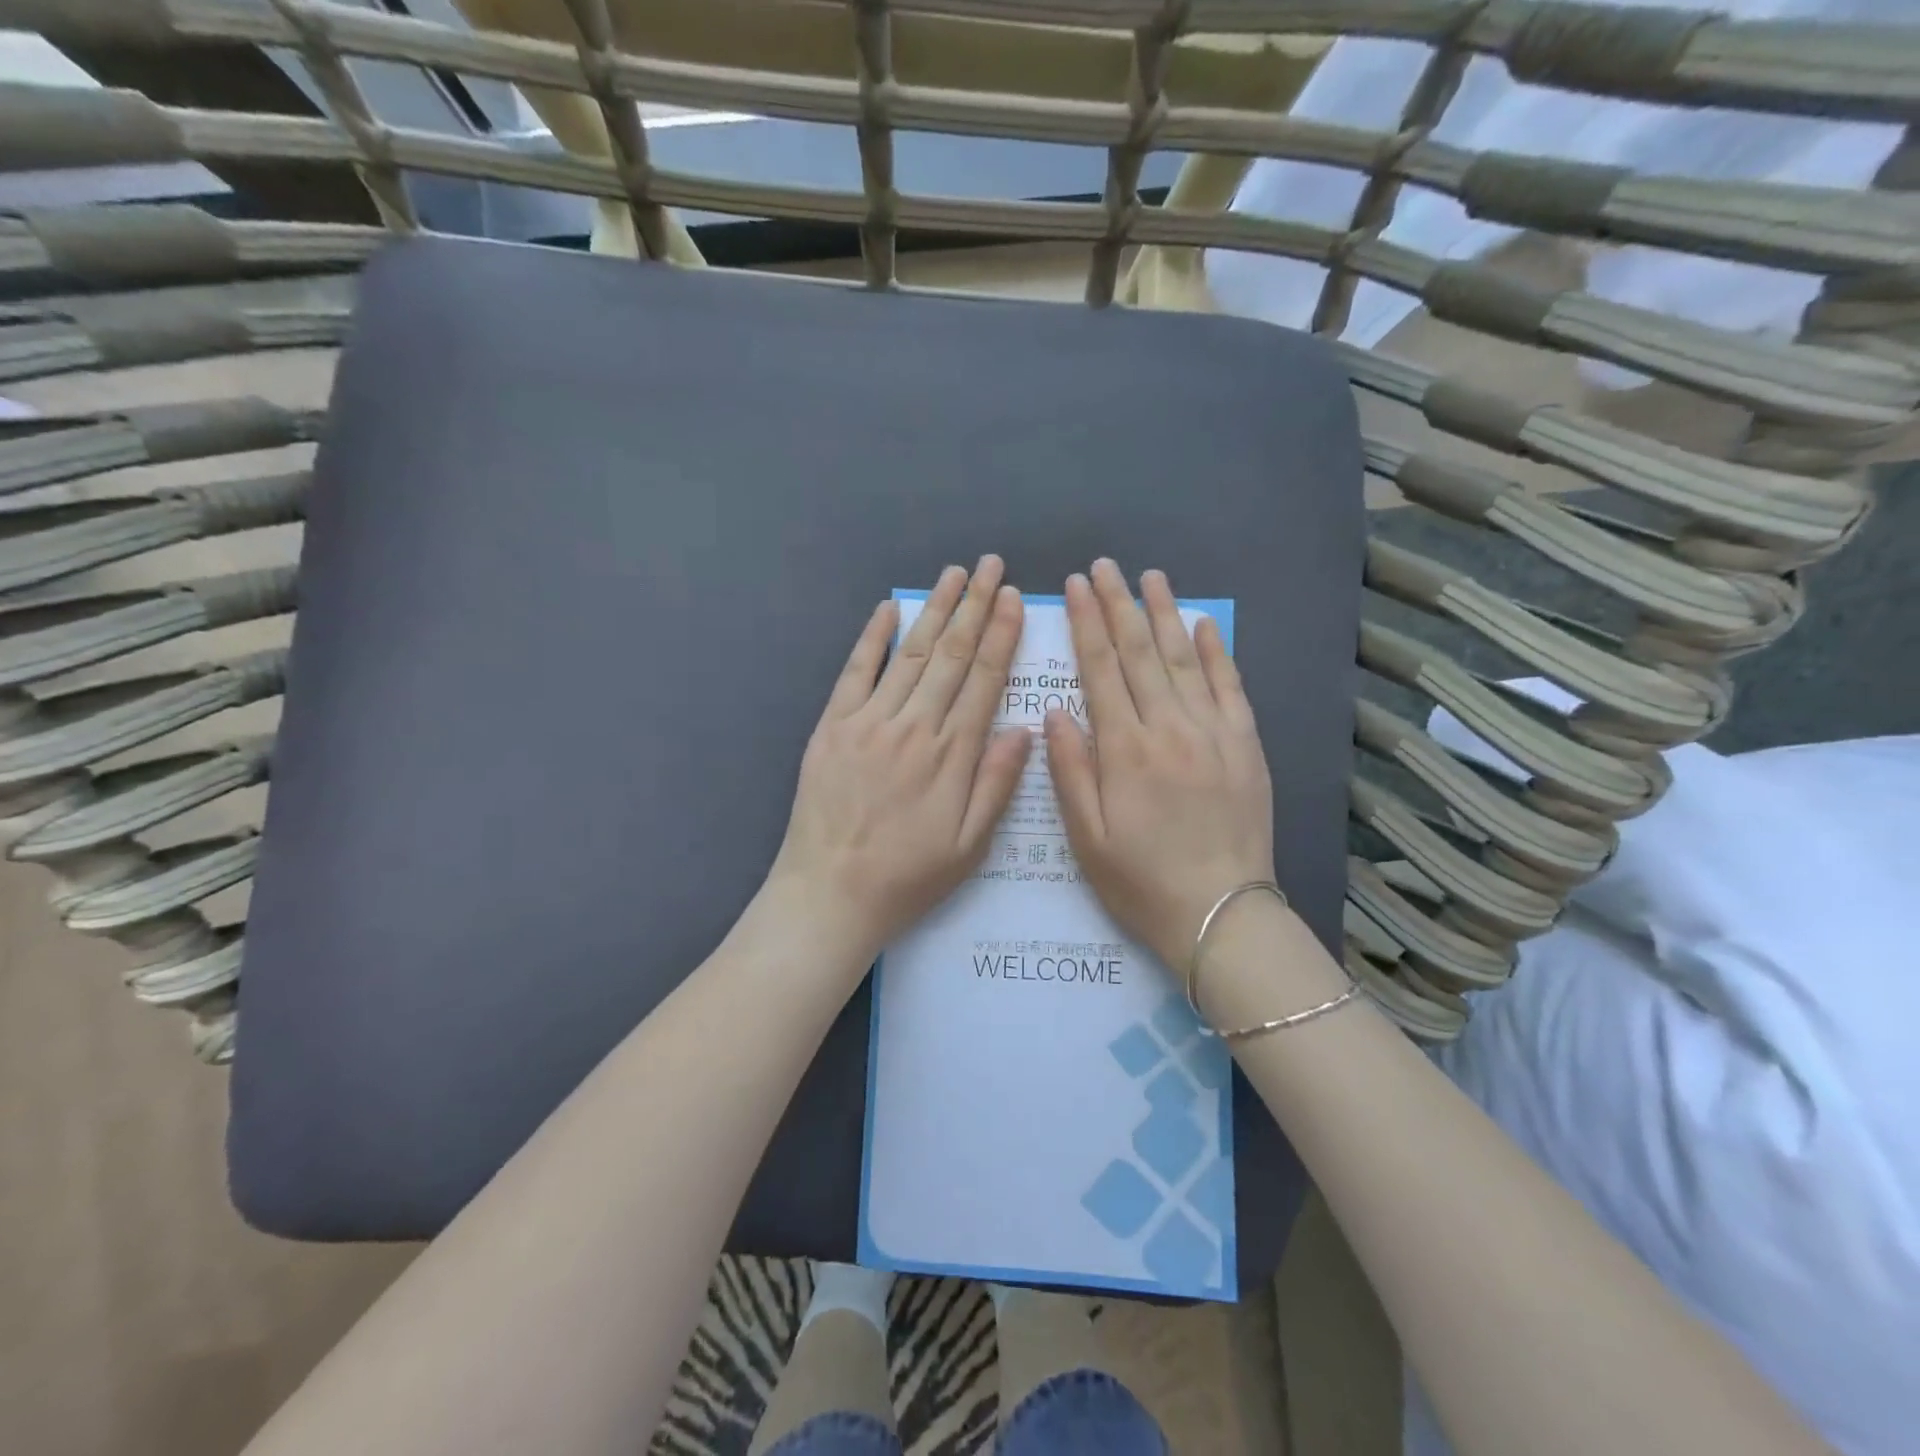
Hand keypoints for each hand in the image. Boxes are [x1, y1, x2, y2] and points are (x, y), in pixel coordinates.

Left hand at [767, 556, 1032, 969]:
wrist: (830, 895)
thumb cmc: (908, 877)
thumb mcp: (970, 846)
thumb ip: (997, 784)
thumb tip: (1025, 729)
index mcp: (952, 755)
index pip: (983, 680)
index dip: (1001, 635)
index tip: (1013, 599)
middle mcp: (914, 727)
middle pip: (950, 655)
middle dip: (974, 606)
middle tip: (991, 565)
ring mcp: (868, 722)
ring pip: (908, 654)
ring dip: (934, 610)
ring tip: (955, 574)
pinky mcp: (832, 727)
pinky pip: (855, 672)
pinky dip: (871, 637)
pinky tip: (888, 608)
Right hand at [1045, 560, 1274, 973]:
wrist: (1219, 914)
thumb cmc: (1139, 881)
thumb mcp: (1086, 836)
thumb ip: (1069, 770)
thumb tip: (1054, 712)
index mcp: (1124, 750)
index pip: (1100, 669)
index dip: (1086, 623)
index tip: (1076, 586)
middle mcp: (1169, 728)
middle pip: (1139, 653)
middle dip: (1118, 604)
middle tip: (1105, 565)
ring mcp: (1213, 733)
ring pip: (1184, 659)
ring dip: (1164, 614)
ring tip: (1149, 576)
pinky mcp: (1246, 745)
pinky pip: (1230, 687)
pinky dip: (1216, 651)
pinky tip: (1202, 624)